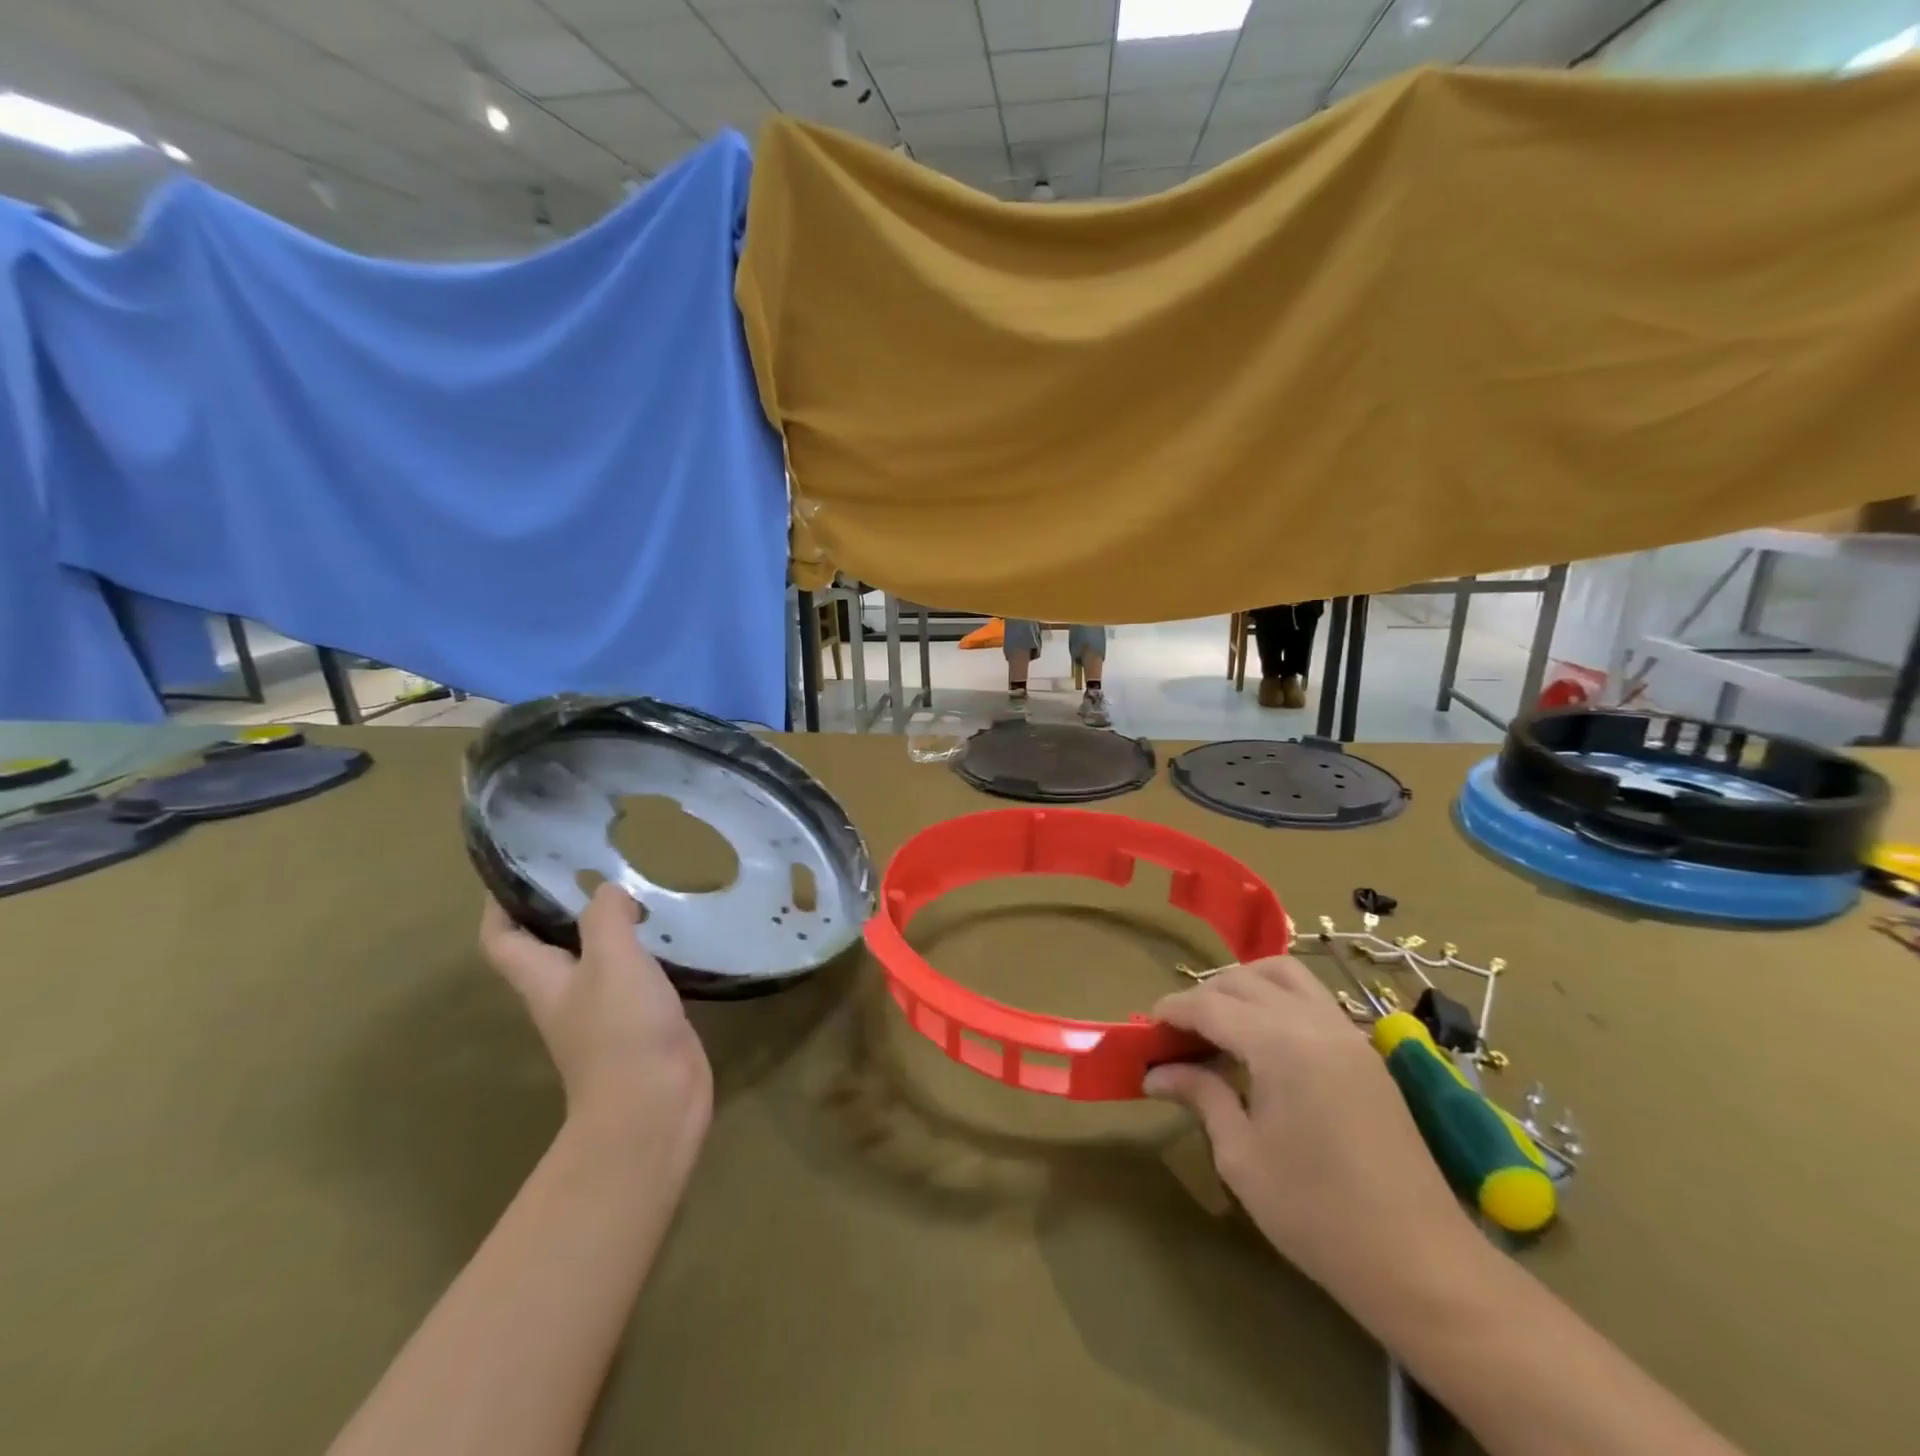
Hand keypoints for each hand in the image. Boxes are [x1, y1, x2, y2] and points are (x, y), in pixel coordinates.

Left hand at [480, 886, 712, 1161]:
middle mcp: (566, 994)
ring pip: (596, 959)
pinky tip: (668, 934)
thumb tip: (608, 891)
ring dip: (609, 928)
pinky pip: (635, 976)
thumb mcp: (611, 960)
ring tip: (636, 892)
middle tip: (594, 868)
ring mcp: (604, 1011)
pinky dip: (645, 951)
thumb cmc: (621, 1030)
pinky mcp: (640, 1022)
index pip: (502, 938)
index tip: (521, 867)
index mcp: (543, 980)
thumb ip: (606, 918)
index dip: (501, 904)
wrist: (654, 1104)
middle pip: (548, 946)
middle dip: (563, 908)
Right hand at [1145, 956, 1474, 1302]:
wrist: (1420, 1262)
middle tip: (1177, 1034)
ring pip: (1284, 975)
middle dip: (1203, 997)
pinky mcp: (1366, 1053)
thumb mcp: (1241, 1156)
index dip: (1173, 1010)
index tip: (1146, 1028)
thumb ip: (1201, 1096)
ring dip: (1243, 985)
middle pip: (1244, 981)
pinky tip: (1262, 1040)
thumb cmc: (1316, 1213)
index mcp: (1279, 1043)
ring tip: (1220, 1024)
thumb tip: (1155, 1074)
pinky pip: (1312, 999)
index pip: (1210, 1005)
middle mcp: (1314, 1022)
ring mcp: (1346, 1033)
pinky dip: (1277, 999)